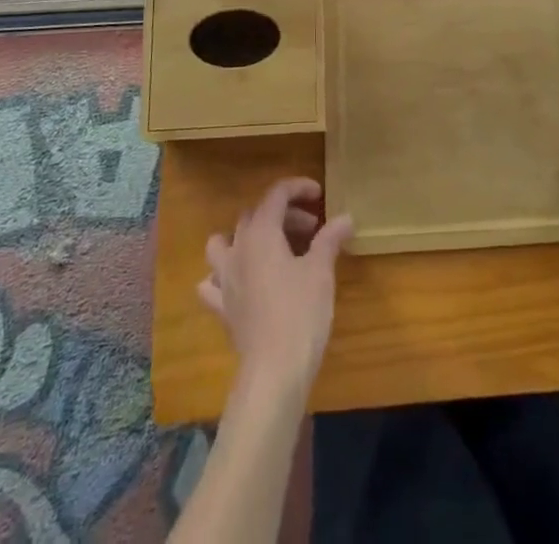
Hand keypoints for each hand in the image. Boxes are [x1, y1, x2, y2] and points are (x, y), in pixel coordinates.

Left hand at [199, 177, 353, 395]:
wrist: (274, 370)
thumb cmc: (300, 312)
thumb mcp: (321, 270)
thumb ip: (330, 238)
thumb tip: (345, 218)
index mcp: (261, 233)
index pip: (276, 194)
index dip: (298, 188)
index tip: (319, 195)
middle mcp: (237, 249)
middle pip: (255, 215)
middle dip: (283, 215)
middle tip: (311, 229)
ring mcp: (224, 279)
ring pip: (222, 243)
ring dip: (244, 238)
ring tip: (269, 248)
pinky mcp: (221, 308)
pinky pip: (212, 283)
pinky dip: (224, 276)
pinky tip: (241, 284)